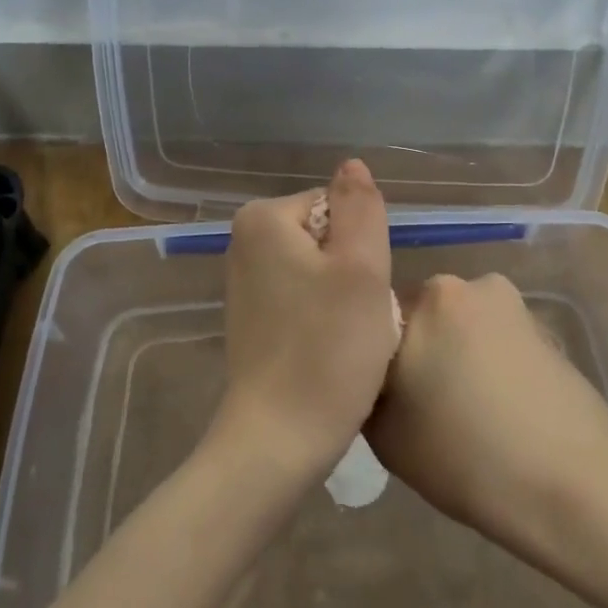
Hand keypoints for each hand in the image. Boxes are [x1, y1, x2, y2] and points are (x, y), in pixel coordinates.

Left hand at [212, 160, 397, 485]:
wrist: (277, 443)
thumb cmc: (327, 350)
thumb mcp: (361, 268)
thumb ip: (361, 206)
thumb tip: (352, 164)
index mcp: (264, 218)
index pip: (339, 207)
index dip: (363, 248)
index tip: (362, 291)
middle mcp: (245, 240)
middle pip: (328, 235)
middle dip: (352, 272)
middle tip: (357, 318)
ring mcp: (245, 281)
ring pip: (321, 269)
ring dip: (343, 298)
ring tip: (344, 338)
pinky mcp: (252, 317)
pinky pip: (304, 297)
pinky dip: (324, 318)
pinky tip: (327, 352)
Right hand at [365, 273, 607, 554]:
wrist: (577, 487)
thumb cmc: (470, 462)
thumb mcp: (386, 435)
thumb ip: (366, 387)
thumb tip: (370, 373)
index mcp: (421, 300)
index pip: (373, 316)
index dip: (373, 355)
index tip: (381, 392)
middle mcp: (461, 284)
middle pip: (419, 314)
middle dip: (416, 348)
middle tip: (420, 402)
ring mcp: (506, 298)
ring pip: (457, 323)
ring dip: (453, 351)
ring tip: (465, 408)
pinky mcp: (539, 320)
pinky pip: (492, 333)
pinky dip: (487, 358)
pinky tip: (500, 405)